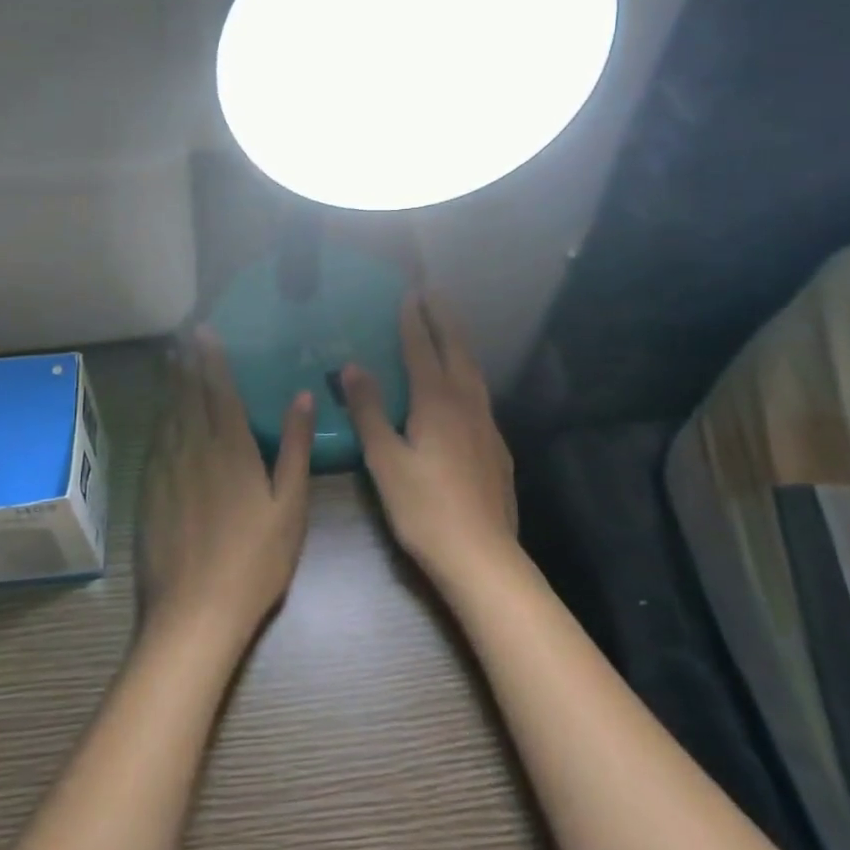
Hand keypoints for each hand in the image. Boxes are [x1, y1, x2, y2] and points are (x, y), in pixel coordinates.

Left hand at [138, 328, 315, 641]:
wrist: (193, 613)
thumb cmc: (254, 562)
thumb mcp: (289, 506)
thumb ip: (295, 448)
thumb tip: (303, 396)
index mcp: (231, 448)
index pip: (220, 391)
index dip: (212, 359)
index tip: (204, 332)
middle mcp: (193, 448)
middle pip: (188, 395)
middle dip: (186, 363)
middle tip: (182, 336)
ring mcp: (165, 470)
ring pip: (167, 414)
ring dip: (170, 384)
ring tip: (170, 360)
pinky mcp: (147, 491)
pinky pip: (154, 441)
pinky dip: (158, 418)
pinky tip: (160, 415)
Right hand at [341, 292, 517, 590]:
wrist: (482, 557)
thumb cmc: (423, 508)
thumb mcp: (384, 460)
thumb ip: (369, 410)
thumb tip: (352, 366)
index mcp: (437, 402)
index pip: (422, 349)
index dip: (414, 320)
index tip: (409, 293)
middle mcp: (466, 404)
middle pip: (456, 350)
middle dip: (443, 319)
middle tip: (433, 293)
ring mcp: (487, 425)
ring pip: (474, 371)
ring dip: (459, 343)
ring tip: (449, 327)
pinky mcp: (497, 447)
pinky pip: (481, 394)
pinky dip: (468, 373)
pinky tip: (464, 388)